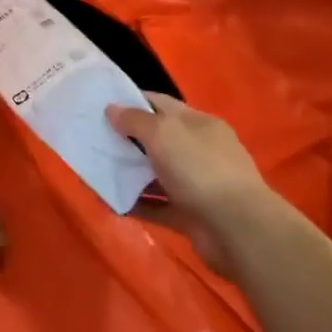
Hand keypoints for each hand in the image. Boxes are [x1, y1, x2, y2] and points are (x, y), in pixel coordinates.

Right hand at [106, 93, 278, 276]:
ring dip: (128, 172)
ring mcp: (197, 184)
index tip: (100, 105)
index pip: (160, 104)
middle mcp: (199, 151)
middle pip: (157, 139)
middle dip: (126, 138)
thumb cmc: (200, 169)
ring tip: (95, 170)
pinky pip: (157, 205)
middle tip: (93, 138)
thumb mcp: (162, 133)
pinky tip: (111, 201)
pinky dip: (136, 203)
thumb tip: (111, 109)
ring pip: (155, 173)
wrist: (238, 230)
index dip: (131, 102)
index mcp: (199, 124)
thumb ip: (134, 120)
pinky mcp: (191, 215)